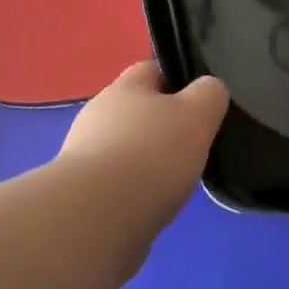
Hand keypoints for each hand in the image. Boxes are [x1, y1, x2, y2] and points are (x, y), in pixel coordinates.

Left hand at [59, 62, 228, 219]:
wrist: (97, 218)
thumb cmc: (152, 154)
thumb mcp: (198, 114)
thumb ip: (210, 94)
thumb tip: (210, 89)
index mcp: (124, 86)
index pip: (152, 69)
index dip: (178, 81)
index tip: (201, 103)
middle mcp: (98, 113)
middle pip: (136, 111)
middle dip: (161, 126)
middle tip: (192, 146)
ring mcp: (83, 154)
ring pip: (124, 148)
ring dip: (145, 161)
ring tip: (174, 182)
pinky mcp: (79, 193)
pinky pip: (114, 183)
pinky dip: (132, 191)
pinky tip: (150, 207)